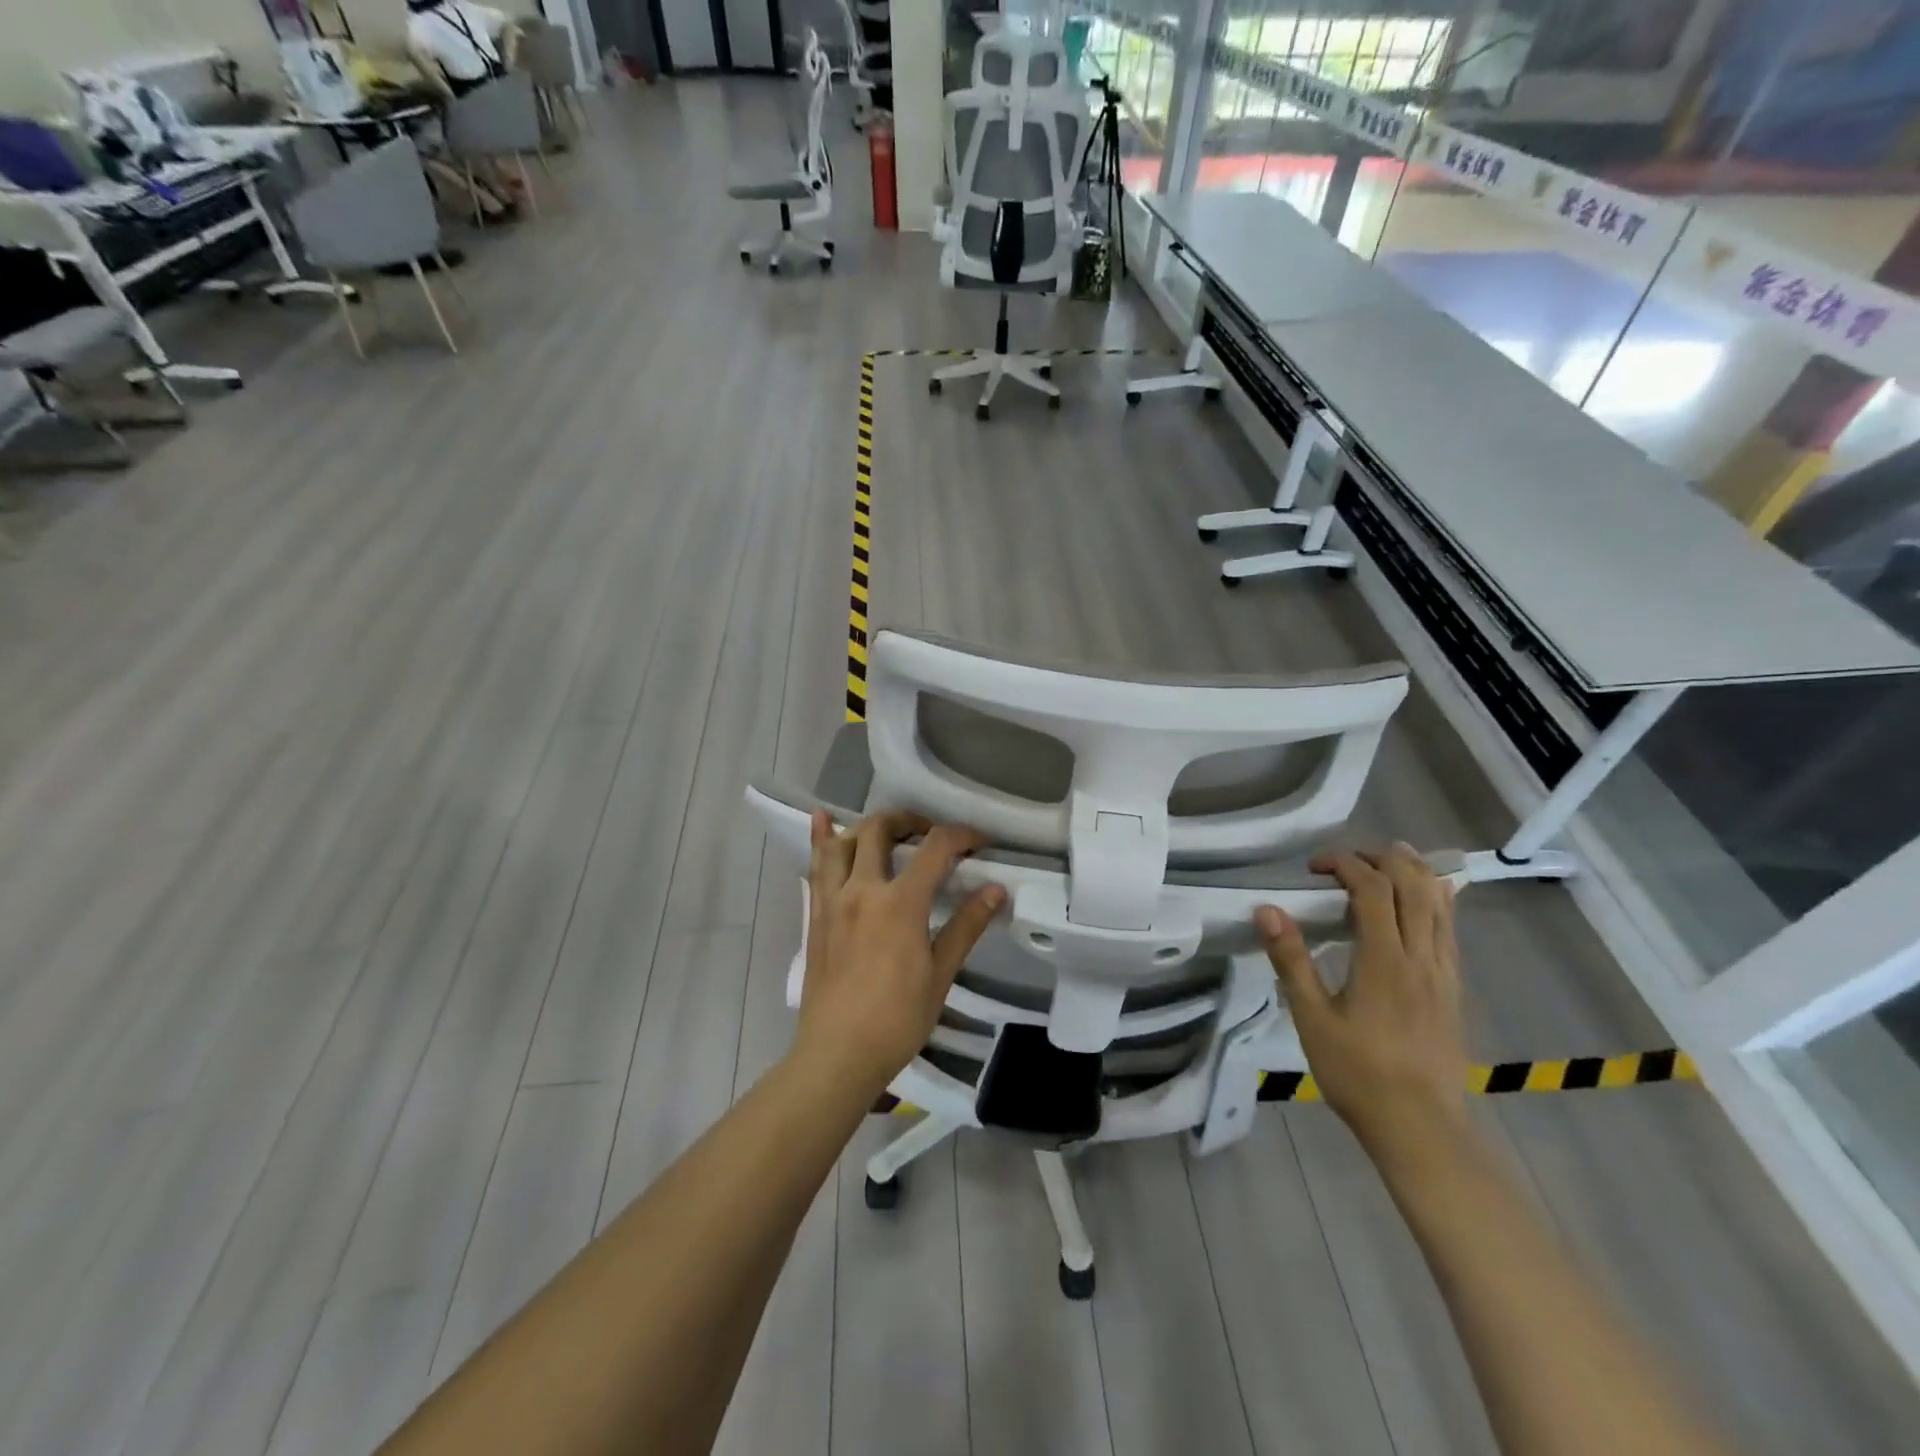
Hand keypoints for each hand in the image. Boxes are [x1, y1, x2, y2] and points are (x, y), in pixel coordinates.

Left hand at [793, 810, 1006, 1101]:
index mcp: (900, 903)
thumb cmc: (897, 1019)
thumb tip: (996, 890)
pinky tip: (821, 819)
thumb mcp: (940, 974)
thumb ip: (966, 926)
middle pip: (881, 829)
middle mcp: (863, 889)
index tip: (980, 843)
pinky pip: (816, 866)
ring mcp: (833, 900)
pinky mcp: (816, 914)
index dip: (962, 836)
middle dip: (910, 820)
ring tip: (889, 832)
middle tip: (931, 834)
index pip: (935, 848)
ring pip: (844, 841)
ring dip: (868, 827)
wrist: (838, 1054)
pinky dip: (821, 838)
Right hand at [1255, 844, 1468, 1158]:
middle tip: (1347, 858)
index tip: (1315, 867)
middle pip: (1414, 886)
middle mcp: (1421, 957)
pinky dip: (1435, 899)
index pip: (1373, 890)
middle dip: (1382, 859)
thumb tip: (1266, 910)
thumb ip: (1291, 960)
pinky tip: (1422, 900)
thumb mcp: (1312, 1018)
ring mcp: (1444, 972)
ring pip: (1440, 903)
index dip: (1345, 864)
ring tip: (1389, 858)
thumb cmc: (1357, 1072)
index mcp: (1384, 961)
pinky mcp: (1453, 988)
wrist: (1420, 1126)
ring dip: (1414, 872)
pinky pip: (1449, 928)